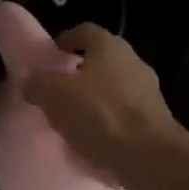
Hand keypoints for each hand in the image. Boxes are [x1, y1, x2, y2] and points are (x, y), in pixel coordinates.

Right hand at [22, 25, 188, 189]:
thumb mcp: (54, 95)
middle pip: (100, 61)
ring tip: (72, 121)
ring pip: (113, 89)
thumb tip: (32, 82)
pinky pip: (124, 116)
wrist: (149, 158)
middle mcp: (133, 61)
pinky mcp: (156, 121)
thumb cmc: (99, 115)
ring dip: (94, 101)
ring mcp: (149, 92)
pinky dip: (109, 124)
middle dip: (79, 74)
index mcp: (109, 46)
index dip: (64, 41)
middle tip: (57, 92)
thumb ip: (38, 84)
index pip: (83, 31)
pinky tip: (93, 143)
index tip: (50, 57)